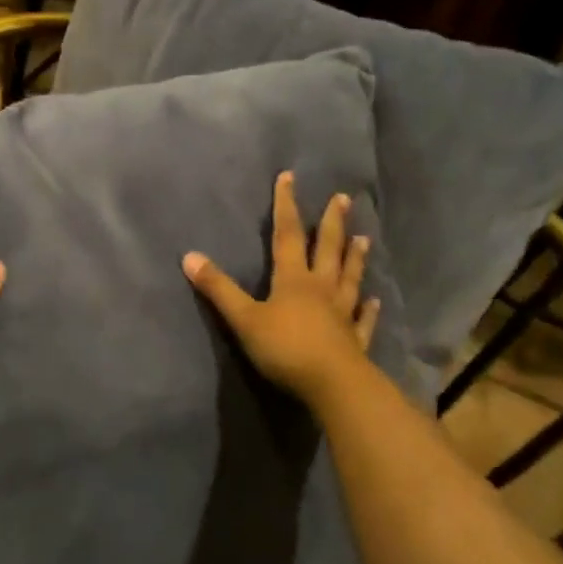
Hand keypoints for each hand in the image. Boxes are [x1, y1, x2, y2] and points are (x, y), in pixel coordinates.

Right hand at [183, 171, 380, 405]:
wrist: (333, 385)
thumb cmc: (286, 348)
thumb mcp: (244, 318)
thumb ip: (219, 289)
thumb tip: (189, 256)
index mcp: (293, 279)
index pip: (287, 234)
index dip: (286, 205)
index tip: (289, 177)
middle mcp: (321, 289)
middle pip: (327, 249)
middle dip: (331, 223)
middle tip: (343, 198)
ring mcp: (341, 314)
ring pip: (348, 278)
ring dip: (354, 258)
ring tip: (364, 238)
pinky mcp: (354, 340)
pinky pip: (362, 319)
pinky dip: (367, 309)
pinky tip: (373, 300)